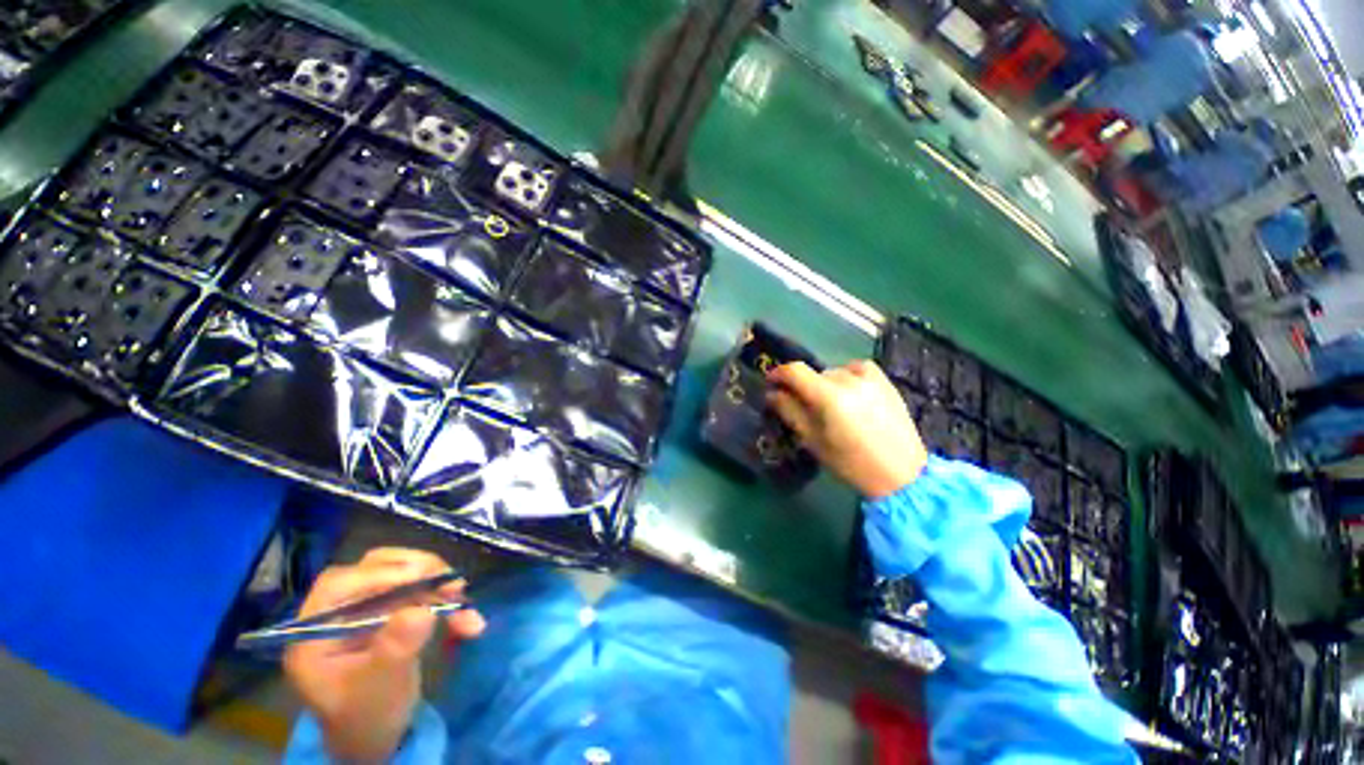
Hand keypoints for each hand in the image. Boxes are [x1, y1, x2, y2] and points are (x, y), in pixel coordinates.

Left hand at [284, 548, 485, 763]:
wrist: (378, 737)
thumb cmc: (368, 717)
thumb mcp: (381, 688)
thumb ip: (395, 649)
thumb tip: (420, 611)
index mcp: (315, 633)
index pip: (339, 585)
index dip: (380, 575)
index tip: (423, 576)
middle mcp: (336, 613)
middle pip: (374, 571)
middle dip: (417, 571)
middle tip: (452, 581)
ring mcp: (364, 611)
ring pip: (402, 576)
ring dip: (437, 583)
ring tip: (463, 597)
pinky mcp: (389, 612)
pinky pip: (421, 593)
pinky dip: (446, 601)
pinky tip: (466, 620)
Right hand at [767, 360, 927, 497]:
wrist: (901, 473)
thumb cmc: (851, 463)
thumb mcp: (813, 440)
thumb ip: (790, 412)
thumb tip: (773, 394)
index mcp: (829, 396)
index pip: (795, 371)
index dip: (778, 373)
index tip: (771, 383)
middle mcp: (848, 380)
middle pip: (814, 374)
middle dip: (804, 387)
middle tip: (802, 406)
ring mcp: (870, 379)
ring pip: (834, 372)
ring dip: (825, 384)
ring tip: (829, 404)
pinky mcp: (885, 381)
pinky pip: (856, 369)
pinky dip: (846, 376)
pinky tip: (849, 393)